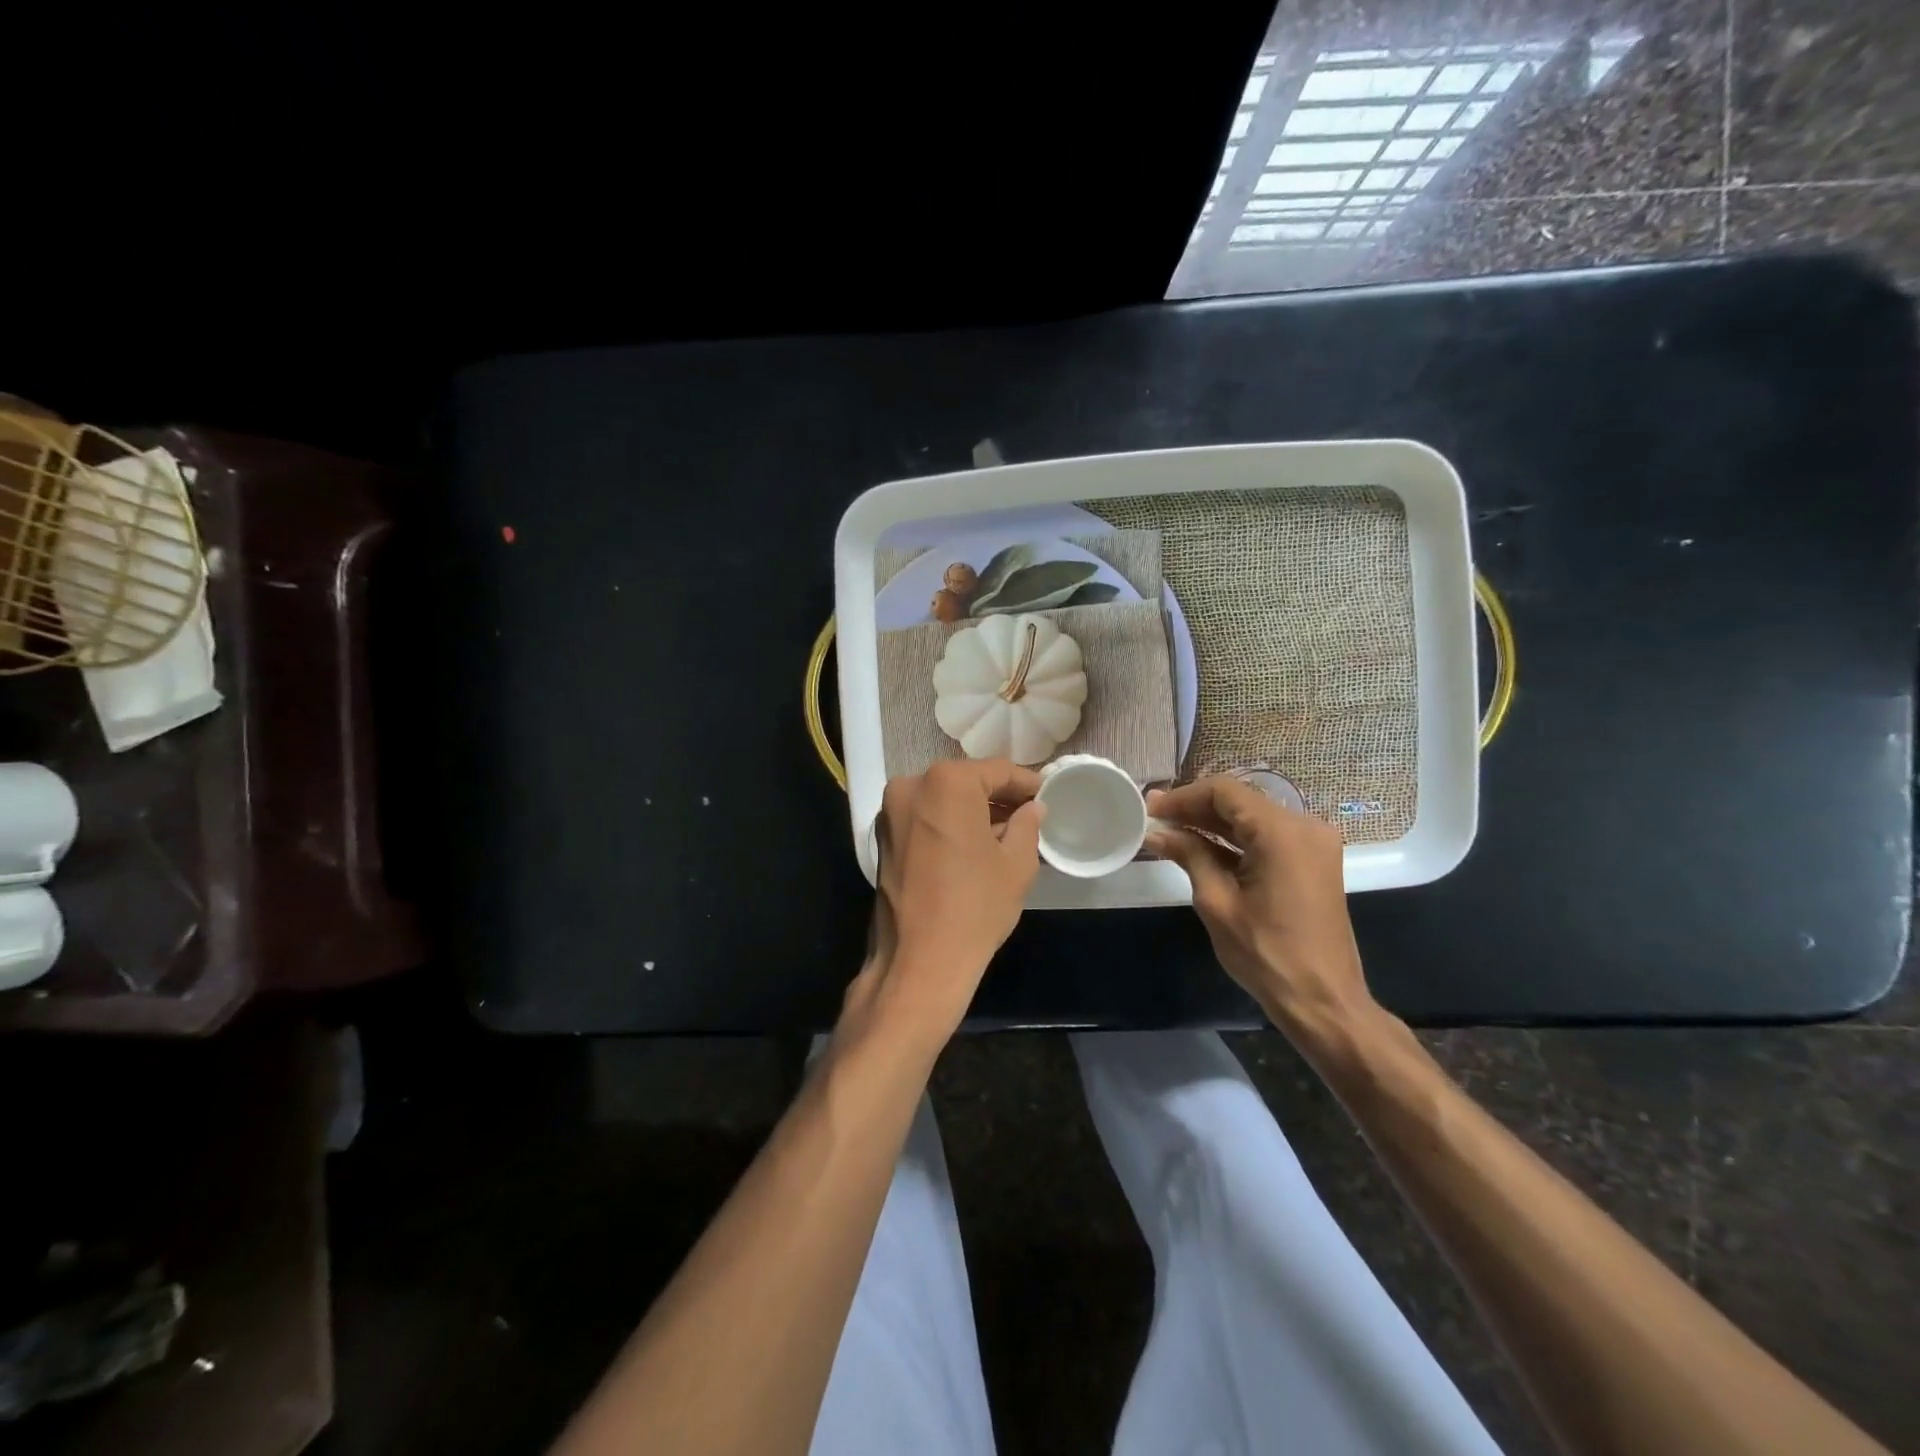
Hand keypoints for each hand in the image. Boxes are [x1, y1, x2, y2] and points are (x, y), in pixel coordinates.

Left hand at [845, 760, 1045, 1040]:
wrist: (920, 961)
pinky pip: (925, 818)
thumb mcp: (1016, 864)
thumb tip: (1032, 808)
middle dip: (998, 797)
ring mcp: (890, 812)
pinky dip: (949, 825)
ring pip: (943, 800)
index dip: (1026, 783)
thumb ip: (1026, 825)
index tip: (1046, 794)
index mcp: (947, 782)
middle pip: (966, 782)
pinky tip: (974, 846)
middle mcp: (911, 786)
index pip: (997, 771)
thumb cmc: (975, 906)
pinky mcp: (882, 838)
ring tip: (1005, 833)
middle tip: (1029, 815)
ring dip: (972, 811)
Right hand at [1146, 777, 1371, 1032]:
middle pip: (1240, 801)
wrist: (1323, 1001)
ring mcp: (1314, 843)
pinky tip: (1202, 848)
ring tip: (1171, 831)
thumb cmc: (1267, 954)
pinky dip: (1235, 840)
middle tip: (1154, 818)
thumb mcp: (1217, 902)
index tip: (1150, 809)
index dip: (1183, 797)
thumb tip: (1157, 832)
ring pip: (1253, 817)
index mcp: (1282, 832)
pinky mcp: (1314, 861)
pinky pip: (1268, 836)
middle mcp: (1305, 826)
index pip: (1224, 792)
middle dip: (1195, 808)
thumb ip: (1189, 855)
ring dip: (1213, 823)